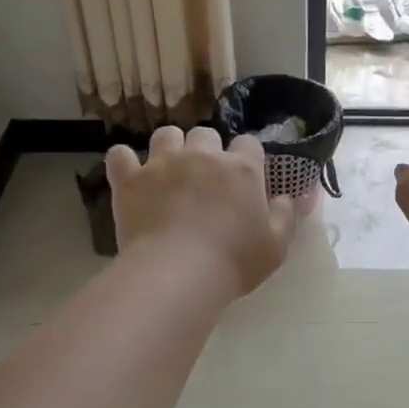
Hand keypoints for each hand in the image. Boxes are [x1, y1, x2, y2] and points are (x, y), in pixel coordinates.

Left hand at [106, 126, 295, 299]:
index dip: (246, 157)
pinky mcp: (131, 179)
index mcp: (242, 169)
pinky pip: (120, 155)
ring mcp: (163, 163)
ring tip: (169, 171)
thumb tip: (288, 198)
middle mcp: (203, 156)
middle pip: (205, 133)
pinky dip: (125, 162)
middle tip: (205, 178)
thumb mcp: (276, 246)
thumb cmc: (234, 262)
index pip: (249, 143)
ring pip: (166, 135)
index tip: (243, 177)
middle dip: (206, 149)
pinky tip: (130, 175)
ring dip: (170, 148)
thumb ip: (285, 216)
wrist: (178, 273)